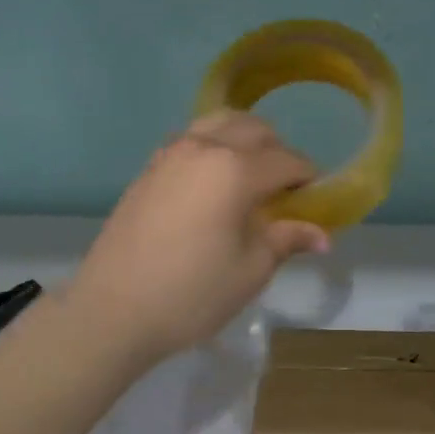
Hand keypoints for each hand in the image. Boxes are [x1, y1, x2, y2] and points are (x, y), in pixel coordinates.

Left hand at [65, 112, 328, 362]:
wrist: (112, 310)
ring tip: (248, 176)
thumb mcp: (251, 270)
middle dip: (278, 152)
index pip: (287, 160)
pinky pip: (192, 138)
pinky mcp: (150, 167)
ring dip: (244, 139)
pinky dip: (213, 146)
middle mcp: (205, 148)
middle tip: (282, 190)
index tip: (314, 200)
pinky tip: (211, 182)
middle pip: (255, 129)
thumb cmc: (191, 293)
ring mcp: (172, 153)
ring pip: (220, 123)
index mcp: (236, 169)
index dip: (308, 178)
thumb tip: (322, 235)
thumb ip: (287, 239)